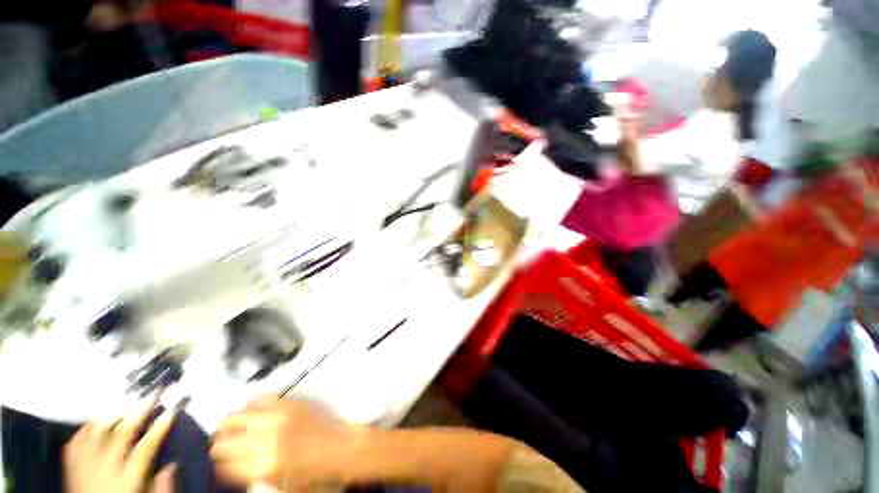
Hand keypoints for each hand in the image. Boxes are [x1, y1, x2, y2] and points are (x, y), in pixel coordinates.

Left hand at [63, 399, 177, 492]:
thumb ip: (160, 488)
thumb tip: (171, 465)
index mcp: (125, 483)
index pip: (144, 449)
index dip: (159, 428)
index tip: (171, 411)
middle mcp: (103, 472)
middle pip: (119, 435)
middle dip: (137, 412)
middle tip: (150, 395)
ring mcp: (83, 468)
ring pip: (95, 434)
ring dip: (112, 415)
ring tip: (125, 401)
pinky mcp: (70, 467)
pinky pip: (76, 442)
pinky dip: (87, 426)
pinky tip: (96, 418)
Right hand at [211, 396, 359, 489]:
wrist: (336, 447)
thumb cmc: (310, 470)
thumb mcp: (277, 483)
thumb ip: (249, 475)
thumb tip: (226, 470)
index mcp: (264, 467)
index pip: (223, 467)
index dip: (215, 468)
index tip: (214, 466)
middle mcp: (268, 440)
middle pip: (224, 443)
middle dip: (217, 448)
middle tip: (218, 449)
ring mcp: (279, 418)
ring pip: (237, 417)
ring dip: (228, 425)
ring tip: (228, 430)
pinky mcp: (290, 403)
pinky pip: (261, 399)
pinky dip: (250, 406)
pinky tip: (249, 413)